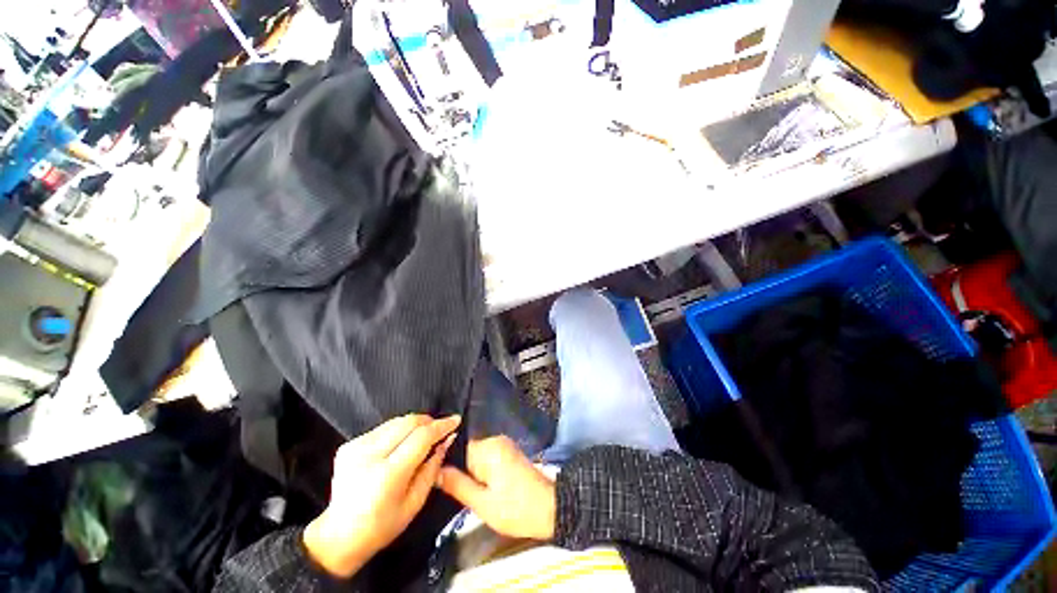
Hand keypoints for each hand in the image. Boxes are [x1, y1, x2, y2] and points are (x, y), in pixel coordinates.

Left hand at [303, 414, 460, 576]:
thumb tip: (447, 439)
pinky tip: (400, 445)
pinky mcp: (349, 445)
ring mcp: (356, 448)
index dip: (441, 425)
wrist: (338, 538)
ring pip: (396, 421)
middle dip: (429, 421)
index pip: (421, 437)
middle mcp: (370, 455)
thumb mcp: (415, 503)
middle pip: (409, 422)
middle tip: (441, 429)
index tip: (456, 420)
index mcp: (387, 475)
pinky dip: (398, 431)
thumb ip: (433, 467)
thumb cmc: (382, 526)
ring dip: (414, 424)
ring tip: (422, 437)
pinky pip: (383, 428)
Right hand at [436, 435, 555, 539]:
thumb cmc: (516, 508)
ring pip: (475, 455)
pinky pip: (485, 457)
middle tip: (448, 490)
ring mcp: (503, 445)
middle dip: (457, 468)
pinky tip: (476, 486)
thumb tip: (435, 471)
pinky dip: (479, 470)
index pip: (457, 447)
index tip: (433, 478)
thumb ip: (457, 485)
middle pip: (466, 450)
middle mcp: (495, 440)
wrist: (549, 508)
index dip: (445, 463)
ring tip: (460, 490)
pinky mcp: (507, 452)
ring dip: (468, 471)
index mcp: (487, 448)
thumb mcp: (482, 503)